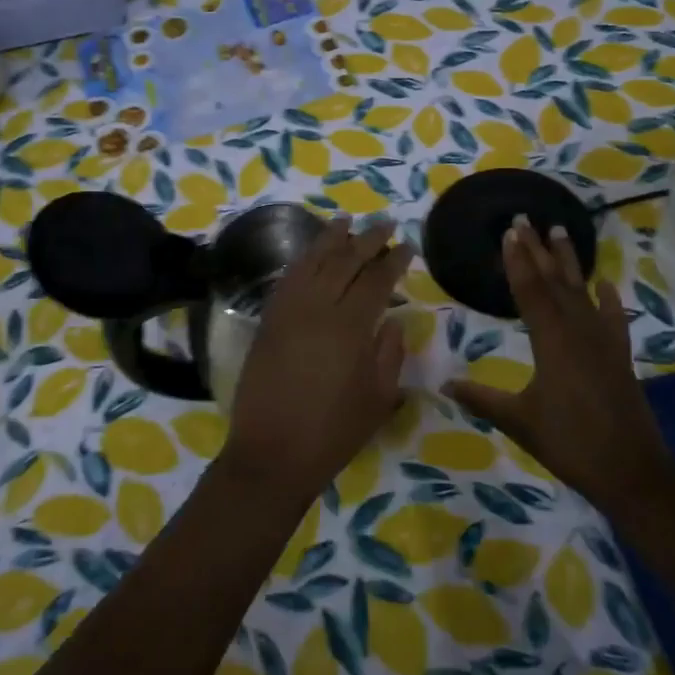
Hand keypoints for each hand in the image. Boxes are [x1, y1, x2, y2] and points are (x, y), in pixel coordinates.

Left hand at [223, 218, 410, 505]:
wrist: (273, 453)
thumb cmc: (334, 432)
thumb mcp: (379, 398)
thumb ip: (389, 353)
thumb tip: (392, 319)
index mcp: (351, 327)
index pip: (376, 279)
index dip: (393, 259)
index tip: (407, 245)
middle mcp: (318, 308)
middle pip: (344, 261)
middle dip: (367, 238)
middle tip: (384, 222)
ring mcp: (288, 312)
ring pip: (311, 262)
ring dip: (330, 239)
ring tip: (345, 220)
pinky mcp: (268, 321)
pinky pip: (287, 279)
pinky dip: (301, 261)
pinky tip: (311, 254)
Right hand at [442, 216, 666, 505]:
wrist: (632, 472)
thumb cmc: (570, 444)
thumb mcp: (519, 421)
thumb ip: (482, 399)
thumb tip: (444, 385)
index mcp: (552, 342)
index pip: (530, 291)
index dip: (517, 261)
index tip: (508, 232)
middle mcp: (578, 332)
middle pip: (555, 282)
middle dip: (538, 250)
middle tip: (526, 219)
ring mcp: (603, 342)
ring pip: (582, 292)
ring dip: (570, 262)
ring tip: (561, 232)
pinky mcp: (619, 356)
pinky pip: (612, 318)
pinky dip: (607, 300)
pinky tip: (605, 284)